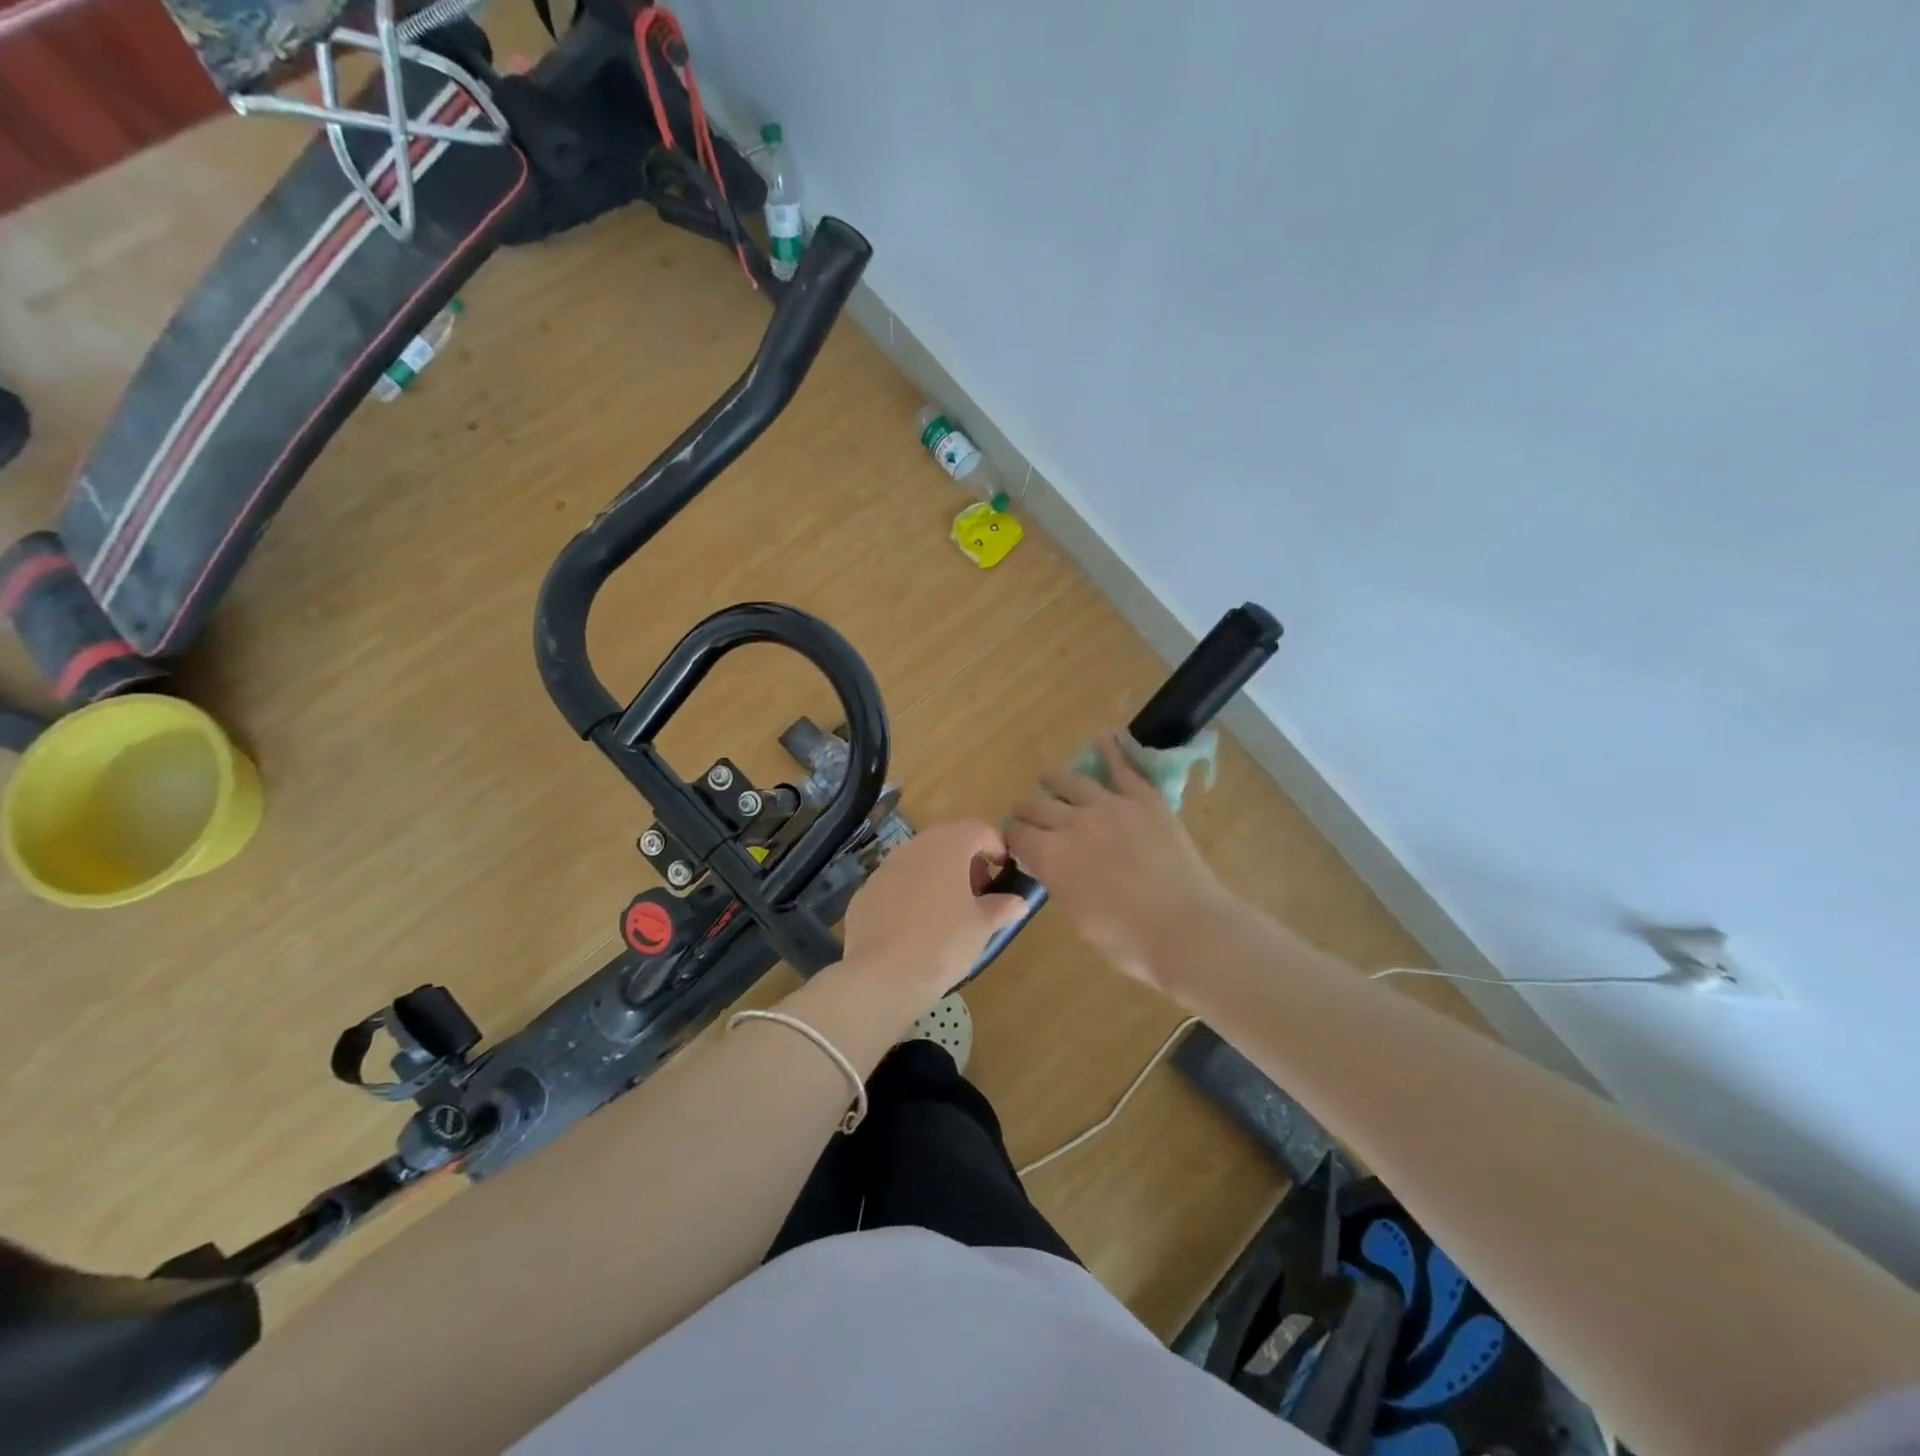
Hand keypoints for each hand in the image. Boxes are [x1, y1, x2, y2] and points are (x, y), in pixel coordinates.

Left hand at [839, 820, 1028, 1007]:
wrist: (882, 976)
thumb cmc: (943, 943)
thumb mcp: (982, 927)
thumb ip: (1002, 907)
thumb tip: (1018, 902)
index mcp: (947, 846)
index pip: (978, 829)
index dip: (995, 846)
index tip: (1003, 871)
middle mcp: (913, 847)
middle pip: (946, 841)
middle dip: (966, 861)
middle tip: (978, 893)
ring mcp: (884, 868)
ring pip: (919, 861)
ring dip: (937, 876)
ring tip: (949, 911)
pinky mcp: (865, 892)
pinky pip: (896, 884)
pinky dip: (911, 895)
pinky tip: (915, 927)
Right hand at [1005, 733, 1233, 988]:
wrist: (1186, 928)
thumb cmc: (1128, 940)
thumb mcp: (1077, 916)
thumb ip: (1057, 881)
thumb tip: (1047, 863)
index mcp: (1050, 856)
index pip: (1016, 834)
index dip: (1012, 836)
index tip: (1015, 840)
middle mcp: (1071, 822)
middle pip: (1035, 804)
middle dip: (1025, 808)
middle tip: (1026, 814)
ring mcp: (1109, 805)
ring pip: (1070, 781)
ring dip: (1054, 780)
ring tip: (1050, 779)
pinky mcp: (1144, 799)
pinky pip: (1123, 767)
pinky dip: (1111, 749)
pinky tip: (1103, 737)